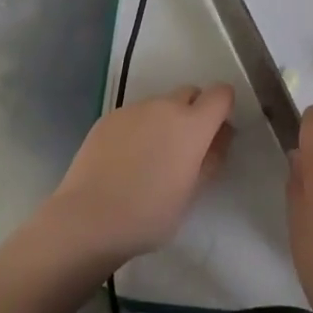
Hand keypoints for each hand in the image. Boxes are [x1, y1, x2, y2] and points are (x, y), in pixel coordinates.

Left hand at [42, 84, 234, 264]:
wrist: (88, 219)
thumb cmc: (149, 214)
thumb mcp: (192, 193)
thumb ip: (211, 158)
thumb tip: (221, 135)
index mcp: (192, 125)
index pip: (220, 94)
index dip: (223, 108)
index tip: (216, 132)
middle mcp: (164, 107)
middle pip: (189, 93)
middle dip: (194, 112)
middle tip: (184, 149)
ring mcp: (133, 109)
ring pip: (159, 105)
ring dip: (164, 121)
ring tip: (149, 158)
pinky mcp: (108, 117)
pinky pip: (134, 115)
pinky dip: (138, 129)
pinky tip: (124, 160)